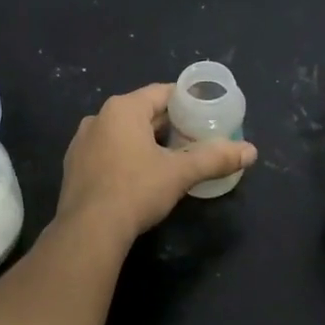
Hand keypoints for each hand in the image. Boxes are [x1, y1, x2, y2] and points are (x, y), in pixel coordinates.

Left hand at [57, 84, 256, 243]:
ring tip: (170, 160)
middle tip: (194, 140)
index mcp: (122, 109)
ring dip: (146, 143)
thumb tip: (251, 151)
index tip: (206, 115)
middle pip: (142, 113)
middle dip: (168, 126)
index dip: (187, 102)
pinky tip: (139, 179)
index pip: (162, 93)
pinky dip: (125, 159)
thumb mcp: (180, 173)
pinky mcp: (73, 167)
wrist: (89, 231)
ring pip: (123, 134)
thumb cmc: (136, 190)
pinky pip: (107, 153)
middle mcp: (98, 118)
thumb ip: (215, 158)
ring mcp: (81, 143)